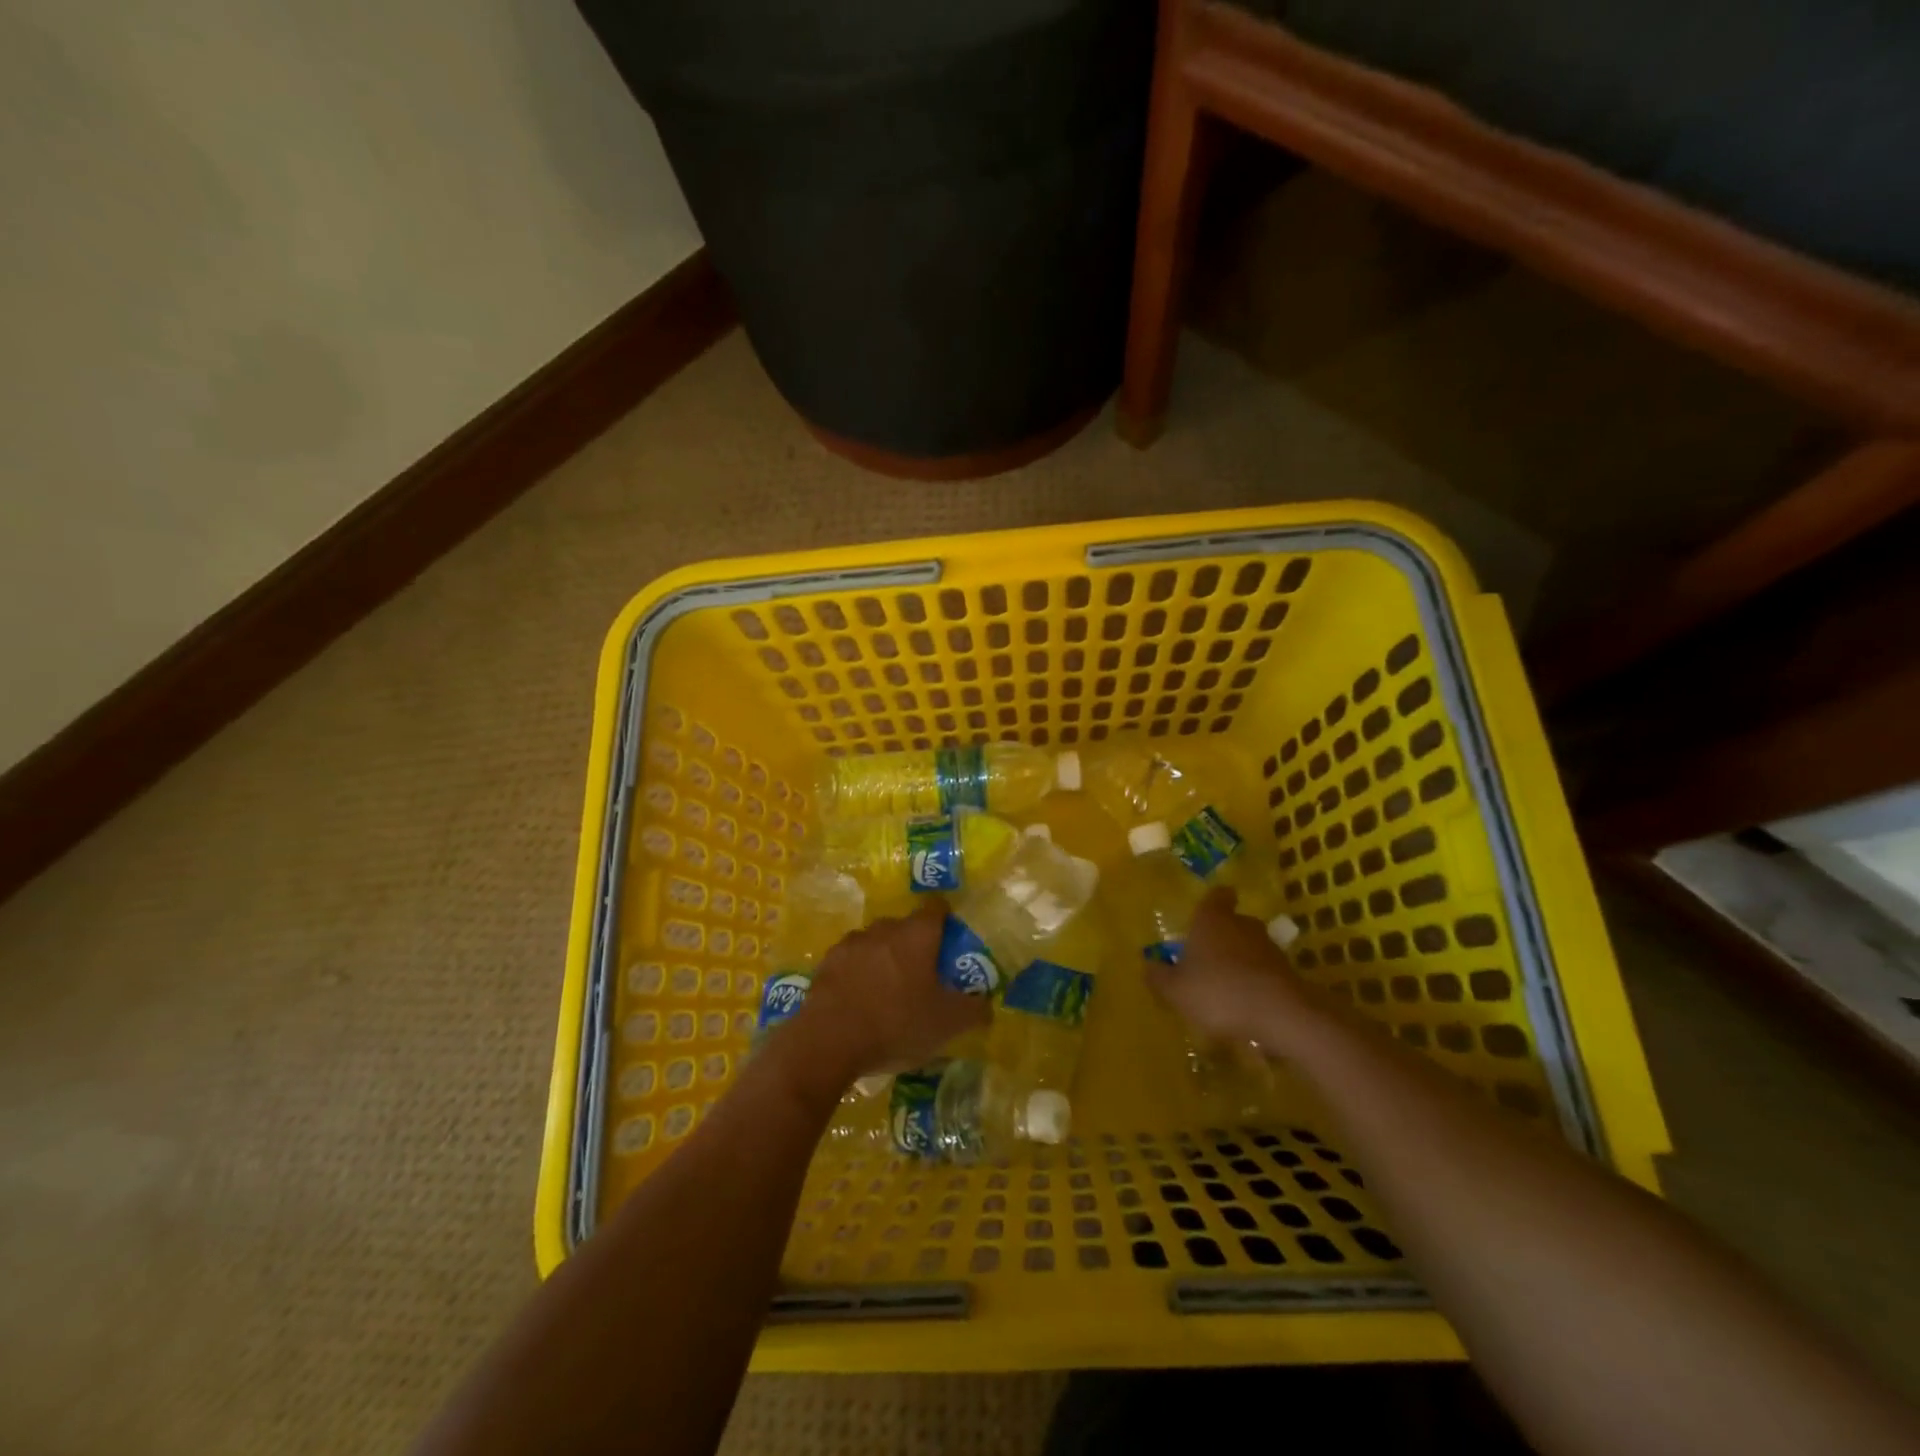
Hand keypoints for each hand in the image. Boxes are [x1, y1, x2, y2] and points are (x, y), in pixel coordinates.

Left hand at [788, 898, 989, 1088]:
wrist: (828, 1041)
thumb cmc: (896, 1024)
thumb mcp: (947, 1024)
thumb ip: (974, 1010)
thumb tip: (987, 1005)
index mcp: (917, 935)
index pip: (936, 909)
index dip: (945, 919)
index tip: (950, 938)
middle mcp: (884, 929)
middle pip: (904, 926)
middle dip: (914, 944)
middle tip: (922, 973)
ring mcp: (851, 944)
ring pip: (875, 942)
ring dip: (883, 958)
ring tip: (888, 989)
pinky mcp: (826, 964)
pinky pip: (850, 961)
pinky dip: (858, 974)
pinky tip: (860, 1000)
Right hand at [1144, 887, 1319, 1053]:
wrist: (1280, 1015)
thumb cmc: (1218, 992)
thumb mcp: (1175, 990)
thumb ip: (1159, 977)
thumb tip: (1149, 965)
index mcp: (1212, 919)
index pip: (1217, 896)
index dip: (1214, 900)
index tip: (1209, 909)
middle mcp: (1242, 925)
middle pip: (1233, 921)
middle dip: (1222, 935)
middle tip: (1206, 954)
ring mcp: (1269, 948)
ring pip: (1250, 946)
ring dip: (1240, 960)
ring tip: (1225, 984)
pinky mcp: (1288, 972)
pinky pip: (1265, 971)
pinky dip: (1256, 981)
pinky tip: (1245, 1003)